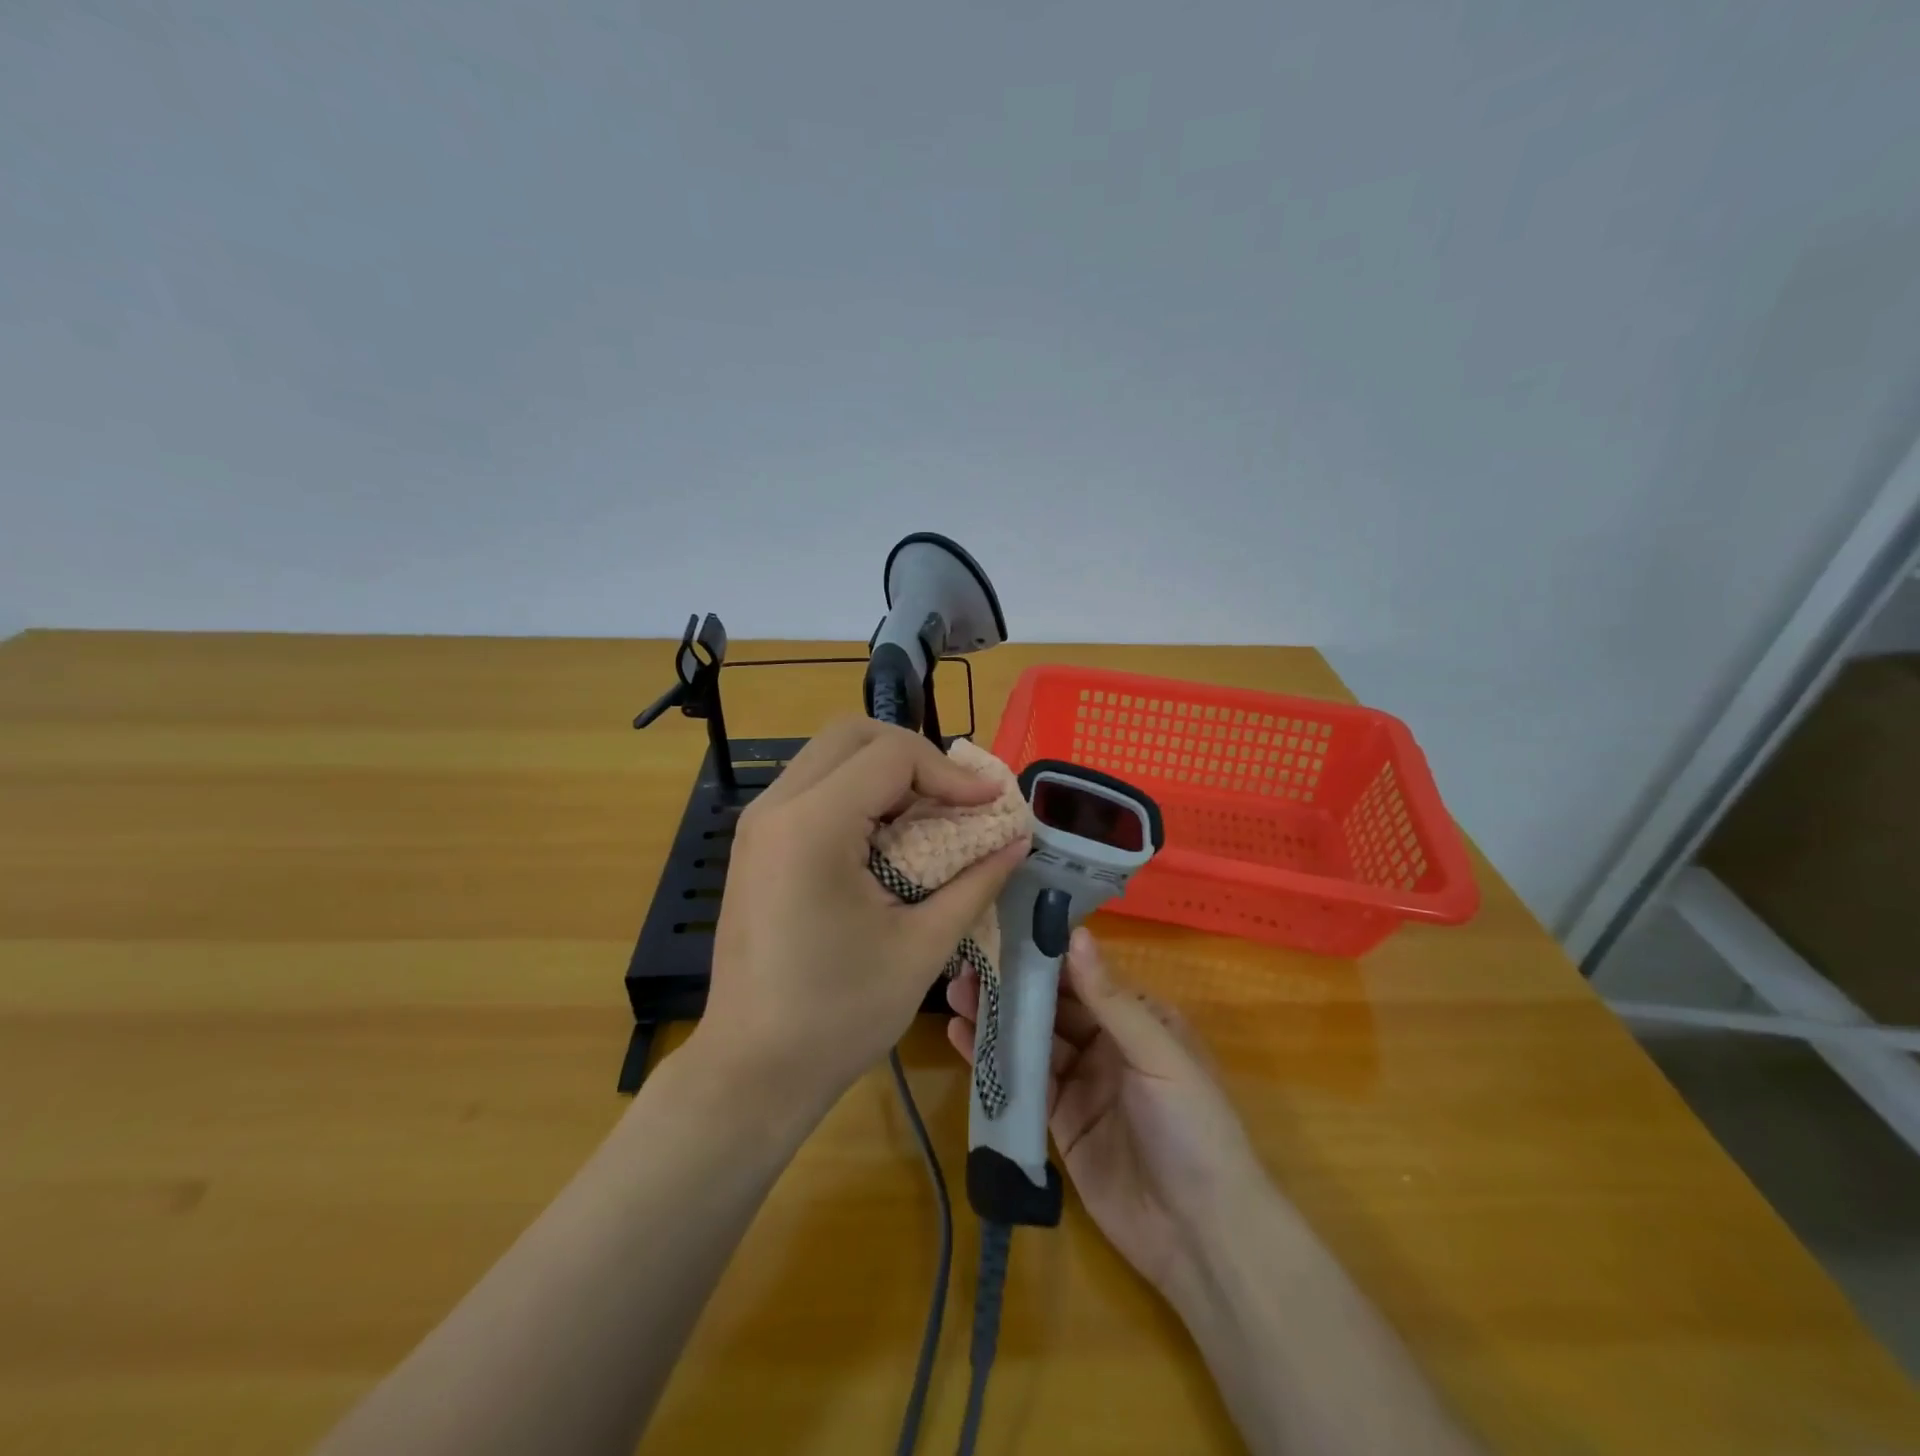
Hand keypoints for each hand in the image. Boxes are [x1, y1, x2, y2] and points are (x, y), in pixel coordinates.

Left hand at [695, 717, 1029, 1113]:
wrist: (752, 1069)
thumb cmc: (839, 1015)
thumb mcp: (922, 947)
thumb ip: (975, 882)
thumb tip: (1017, 841)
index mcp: (813, 827)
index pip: (891, 755)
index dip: (951, 771)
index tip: (991, 803)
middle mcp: (776, 808)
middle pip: (853, 734)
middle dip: (916, 754)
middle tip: (957, 797)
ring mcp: (759, 823)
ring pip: (830, 754)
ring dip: (887, 770)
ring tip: (931, 812)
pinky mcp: (758, 842)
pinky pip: (815, 786)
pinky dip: (860, 791)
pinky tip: (890, 834)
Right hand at [946, 927, 1266, 1295]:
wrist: (1200, 1235)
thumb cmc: (1192, 1127)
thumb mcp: (1157, 1053)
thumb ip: (1110, 998)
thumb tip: (1075, 933)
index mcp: (1137, 1018)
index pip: (1083, 975)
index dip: (1045, 954)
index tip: (1001, 928)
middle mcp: (1106, 1043)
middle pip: (1051, 1006)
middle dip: (1011, 984)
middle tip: (966, 963)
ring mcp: (1081, 1083)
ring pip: (1031, 1040)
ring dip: (995, 1017)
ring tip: (954, 993)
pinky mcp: (1059, 1122)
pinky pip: (1022, 1083)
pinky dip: (992, 1060)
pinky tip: (959, 1036)